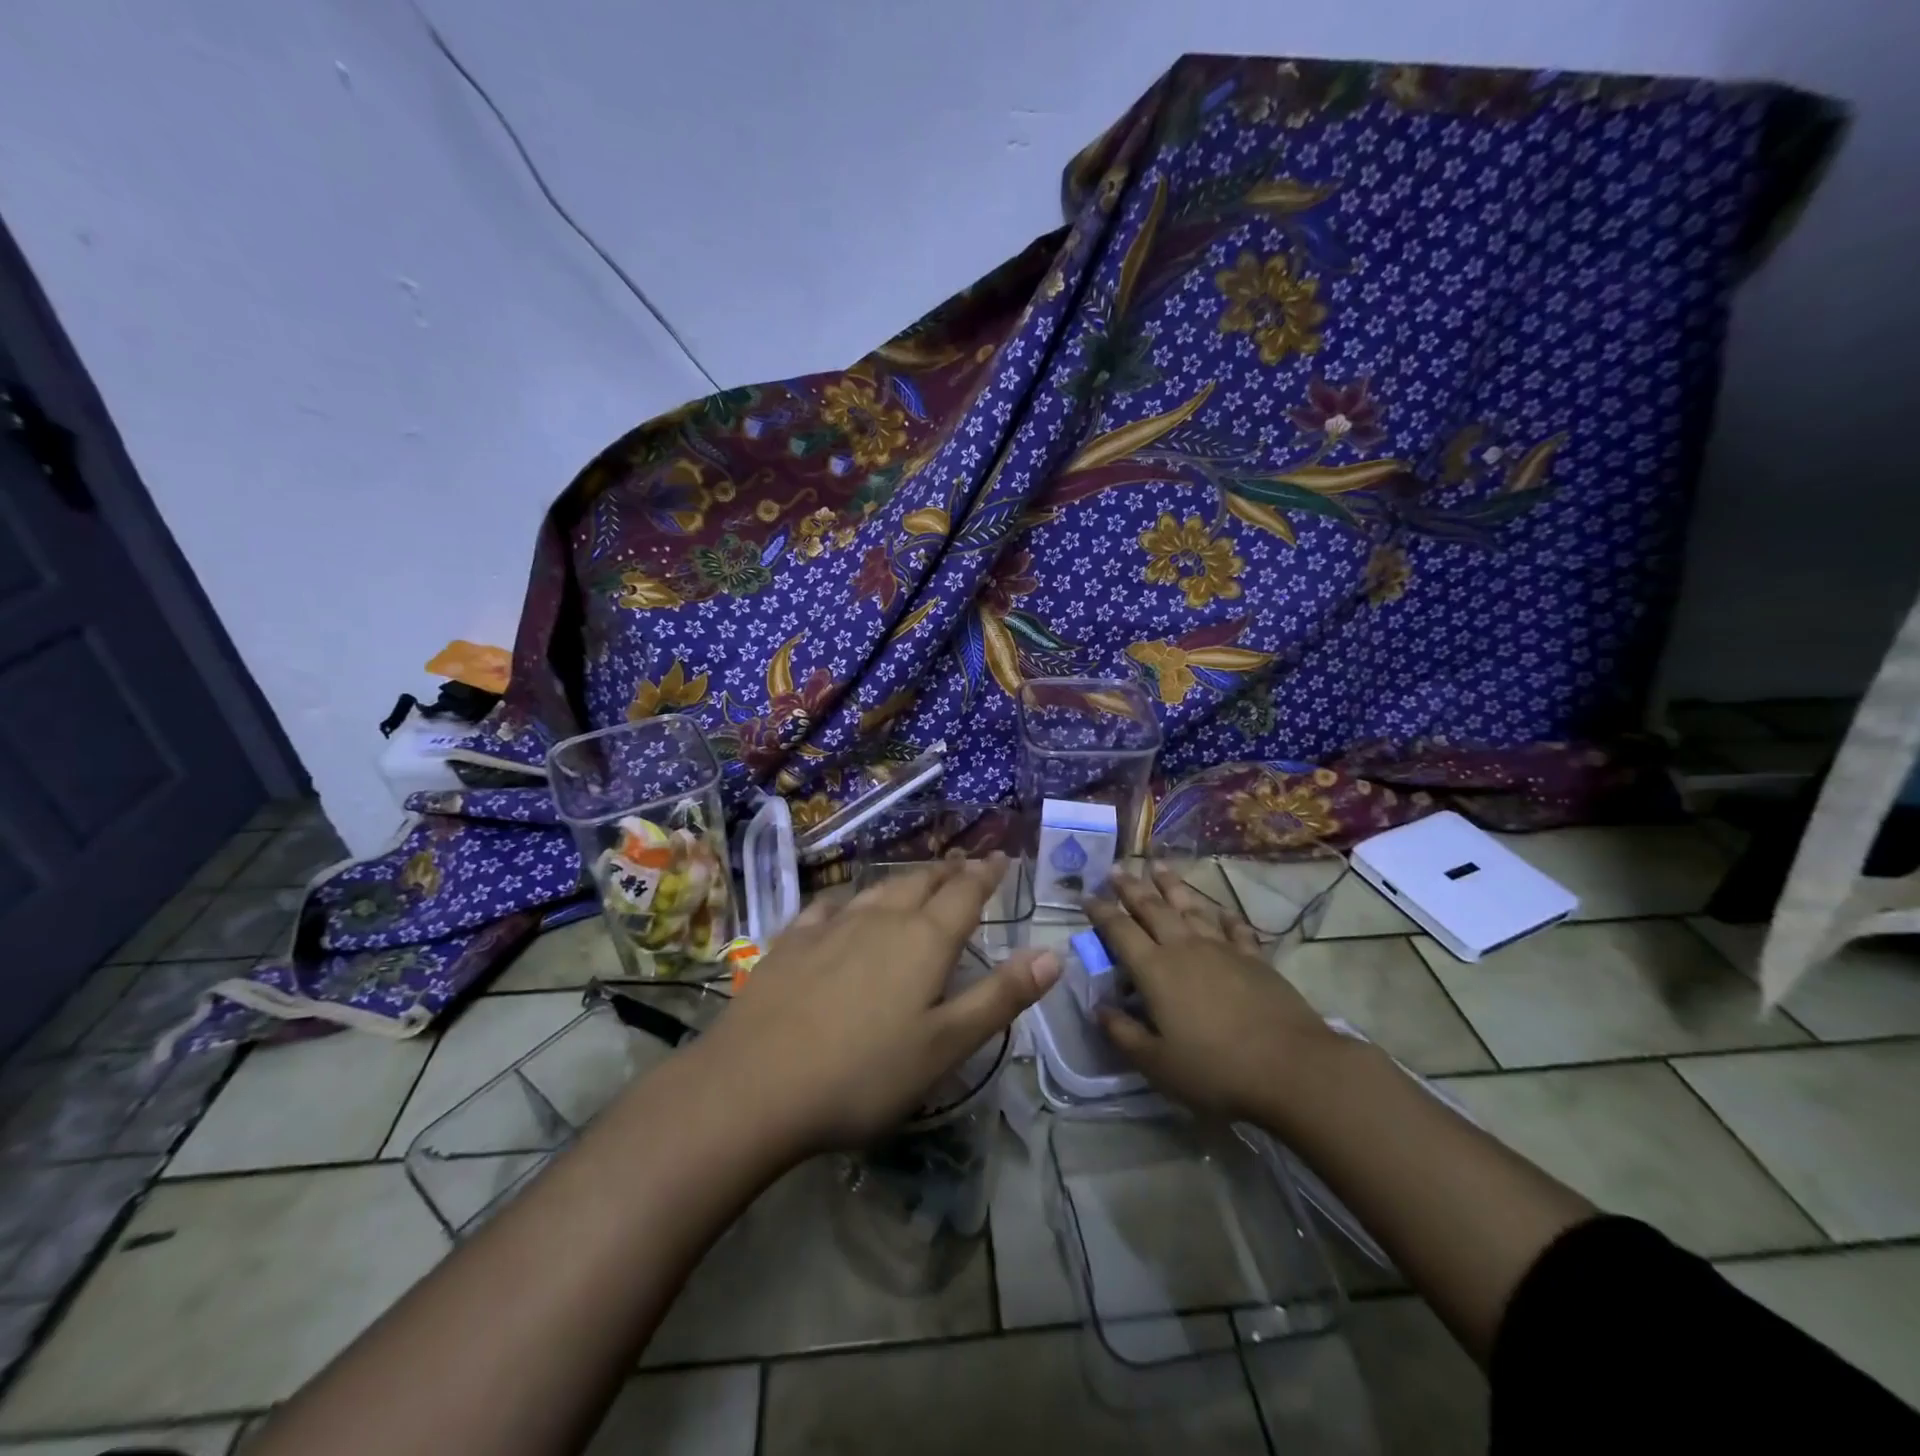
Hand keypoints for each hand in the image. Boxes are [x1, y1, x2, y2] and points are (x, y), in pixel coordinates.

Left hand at [693, 854, 1060, 1156]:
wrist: (754, 1085)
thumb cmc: (863, 1073)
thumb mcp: (945, 1046)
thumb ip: (999, 998)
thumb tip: (1052, 954)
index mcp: (924, 941)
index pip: (965, 894)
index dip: (987, 875)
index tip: (1000, 858)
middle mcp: (881, 919)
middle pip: (922, 883)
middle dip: (948, 871)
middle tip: (963, 862)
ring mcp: (831, 926)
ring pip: (877, 889)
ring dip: (904, 879)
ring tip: (917, 876)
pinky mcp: (791, 942)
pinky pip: (828, 907)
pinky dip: (848, 900)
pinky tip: (842, 905)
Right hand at [1087, 865, 1340, 1122]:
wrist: (1291, 1068)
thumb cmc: (1215, 1069)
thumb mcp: (1156, 1064)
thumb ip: (1123, 1033)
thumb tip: (1098, 1008)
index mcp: (1155, 970)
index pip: (1120, 931)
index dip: (1101, 912)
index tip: (1087, 896)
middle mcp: (1184, 948)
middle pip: (1153, 908)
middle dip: (1132, 887)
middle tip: (1117, 868)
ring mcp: (1222, 949)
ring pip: (1191, 907)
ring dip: (1172, 885)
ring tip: (1158, 866)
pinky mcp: (1254, 959)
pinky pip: (1234, 927)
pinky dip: (1223, 915)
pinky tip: (1219, 909)